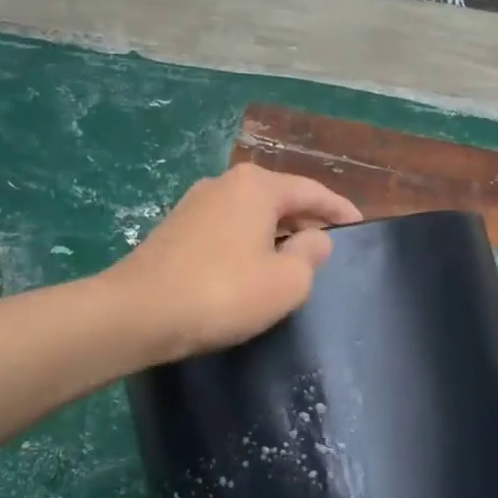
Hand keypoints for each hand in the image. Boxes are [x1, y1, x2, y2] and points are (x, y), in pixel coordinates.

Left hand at [106, 163, 361, 360]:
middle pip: (280, 198)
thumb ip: (311, 254)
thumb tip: (314, 238)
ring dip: (275, 234)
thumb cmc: (222, 292)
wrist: (137, 313)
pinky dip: (248, 243)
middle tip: (329, 247)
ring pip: (251, 214)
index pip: (312, 191)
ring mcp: (194, 204)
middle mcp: (224, 183)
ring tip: (292, 260)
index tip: (361, 226)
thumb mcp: (287, 282)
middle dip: (306, 220)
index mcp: (257, 186)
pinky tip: (250, 269)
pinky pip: (227, 229)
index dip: (340, 210)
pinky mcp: (174, 229)